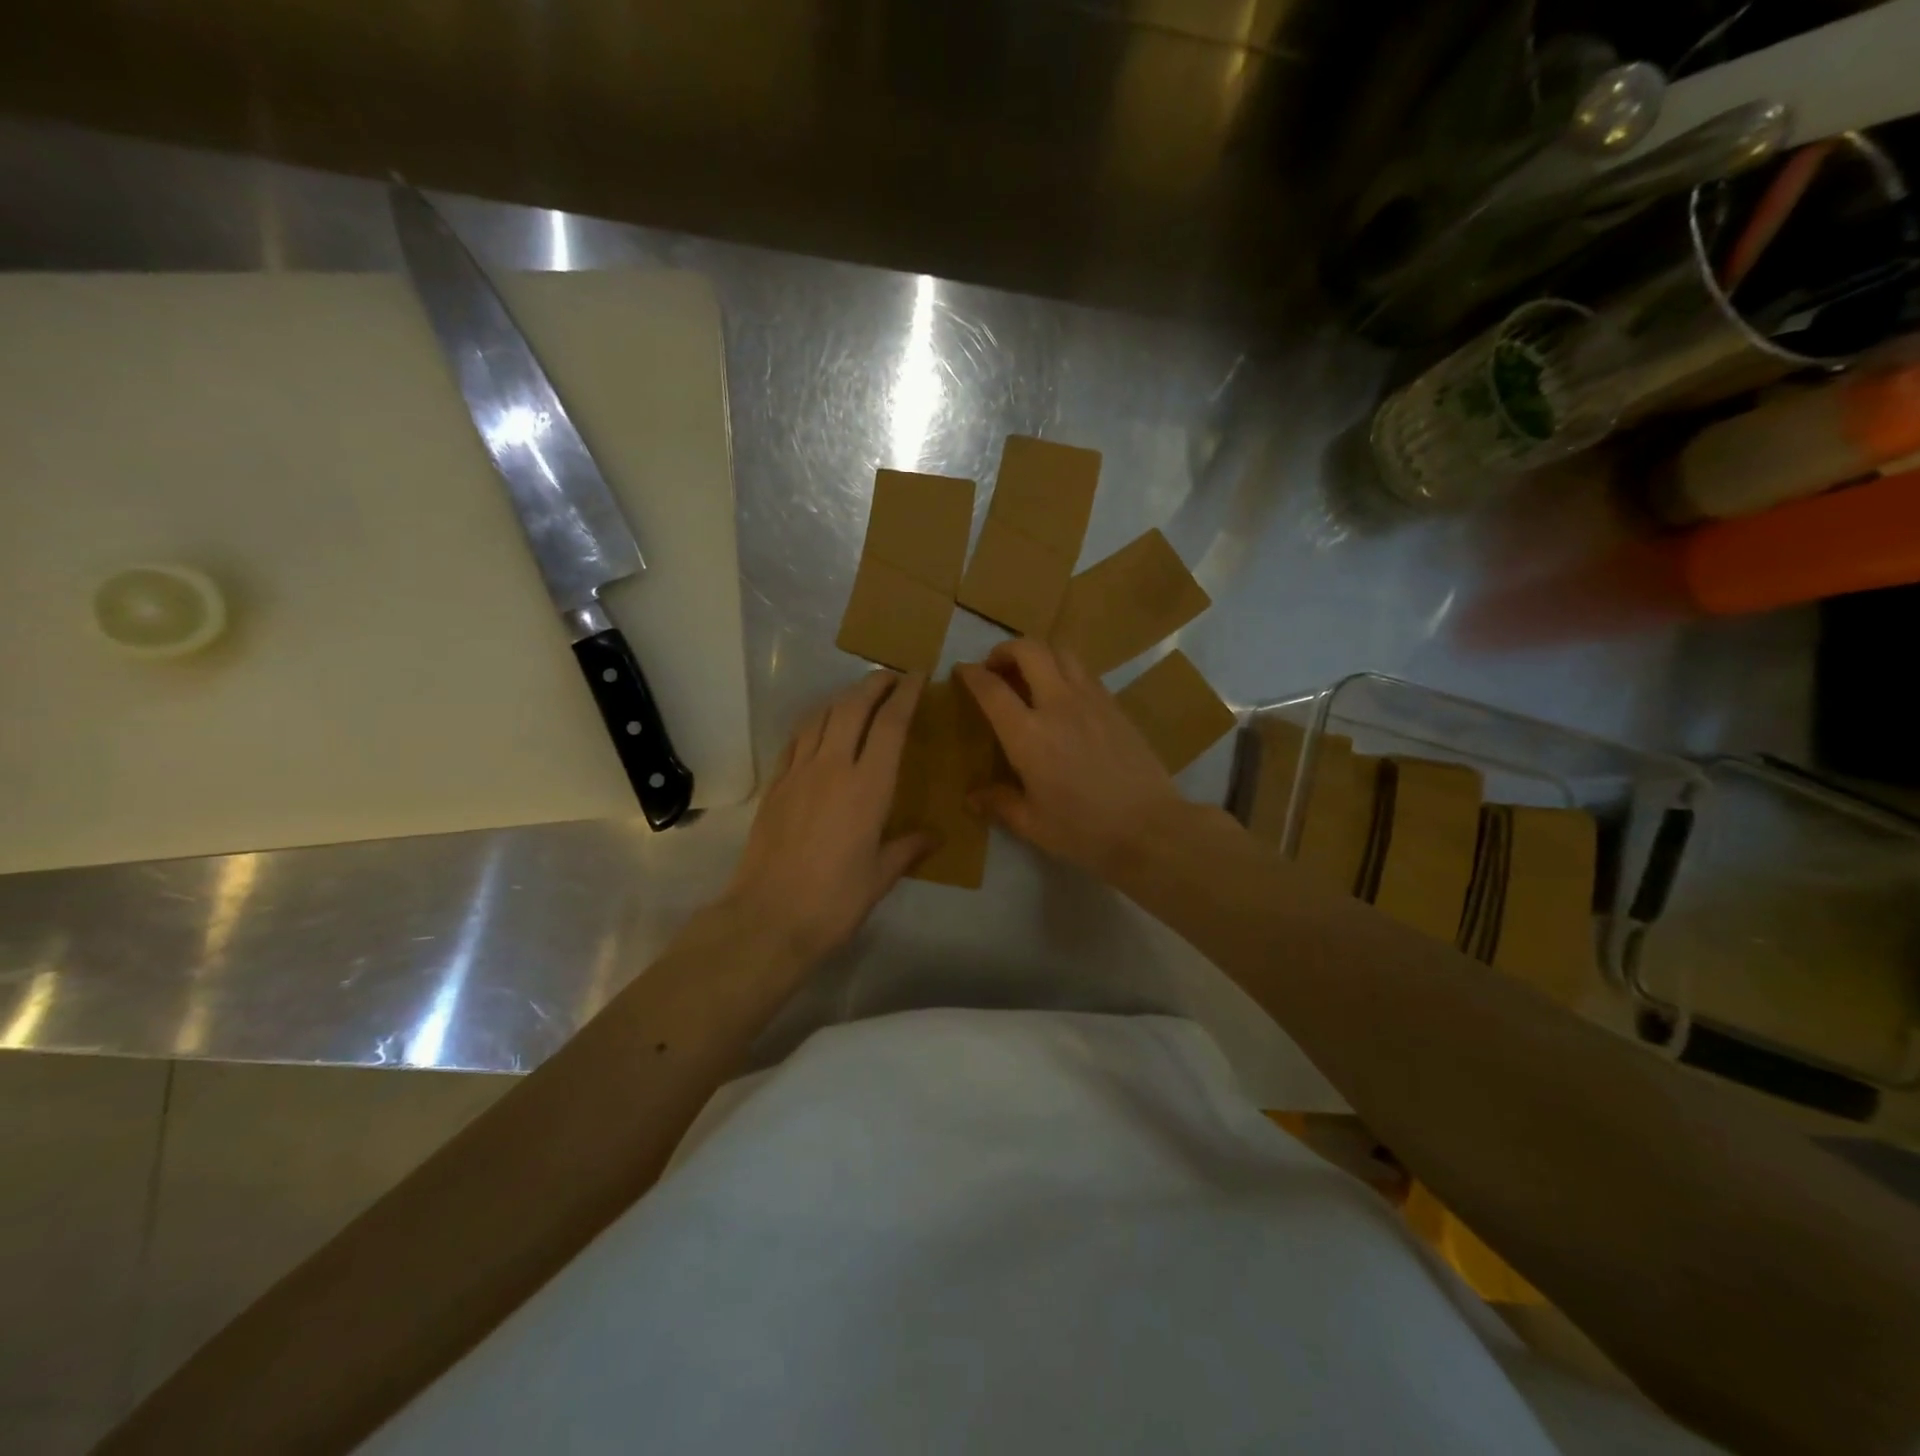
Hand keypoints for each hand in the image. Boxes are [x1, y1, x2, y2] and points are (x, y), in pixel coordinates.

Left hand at [722, 671, 932, 962]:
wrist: (768, 918)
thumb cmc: (834, 901)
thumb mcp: (880, 877)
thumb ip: (908, 848)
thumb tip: (934, 837)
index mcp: (868, 787)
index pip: (890, 725)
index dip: (906, 695)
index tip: (918, 675)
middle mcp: (833, 767)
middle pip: (853, 707)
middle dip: (873, 684)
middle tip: (891, 677)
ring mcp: (798, 773)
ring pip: (821, 716)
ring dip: (843, 698)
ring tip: (858, 696)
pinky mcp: (775, 785)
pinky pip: (796, 739)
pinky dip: (814, 722)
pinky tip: (820, 727)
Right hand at [956, 642, 1182, 877]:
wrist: (1150, 828)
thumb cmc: (1084, 831)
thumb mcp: (1033, 824)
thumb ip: (999, 803)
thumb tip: (972, 797)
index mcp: (1028, 735)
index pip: (992, 689)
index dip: (971, 674)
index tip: (962, 671)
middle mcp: (1058, 705)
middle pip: (1029, 650)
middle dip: (1005, 650)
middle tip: (996, 668)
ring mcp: (1092, 700)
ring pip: (1061, 652)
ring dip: (1038, 654)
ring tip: (1030, 675)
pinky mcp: (1115, 705)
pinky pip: (1084, 672)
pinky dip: (1064, 670)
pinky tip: (1063, 696)